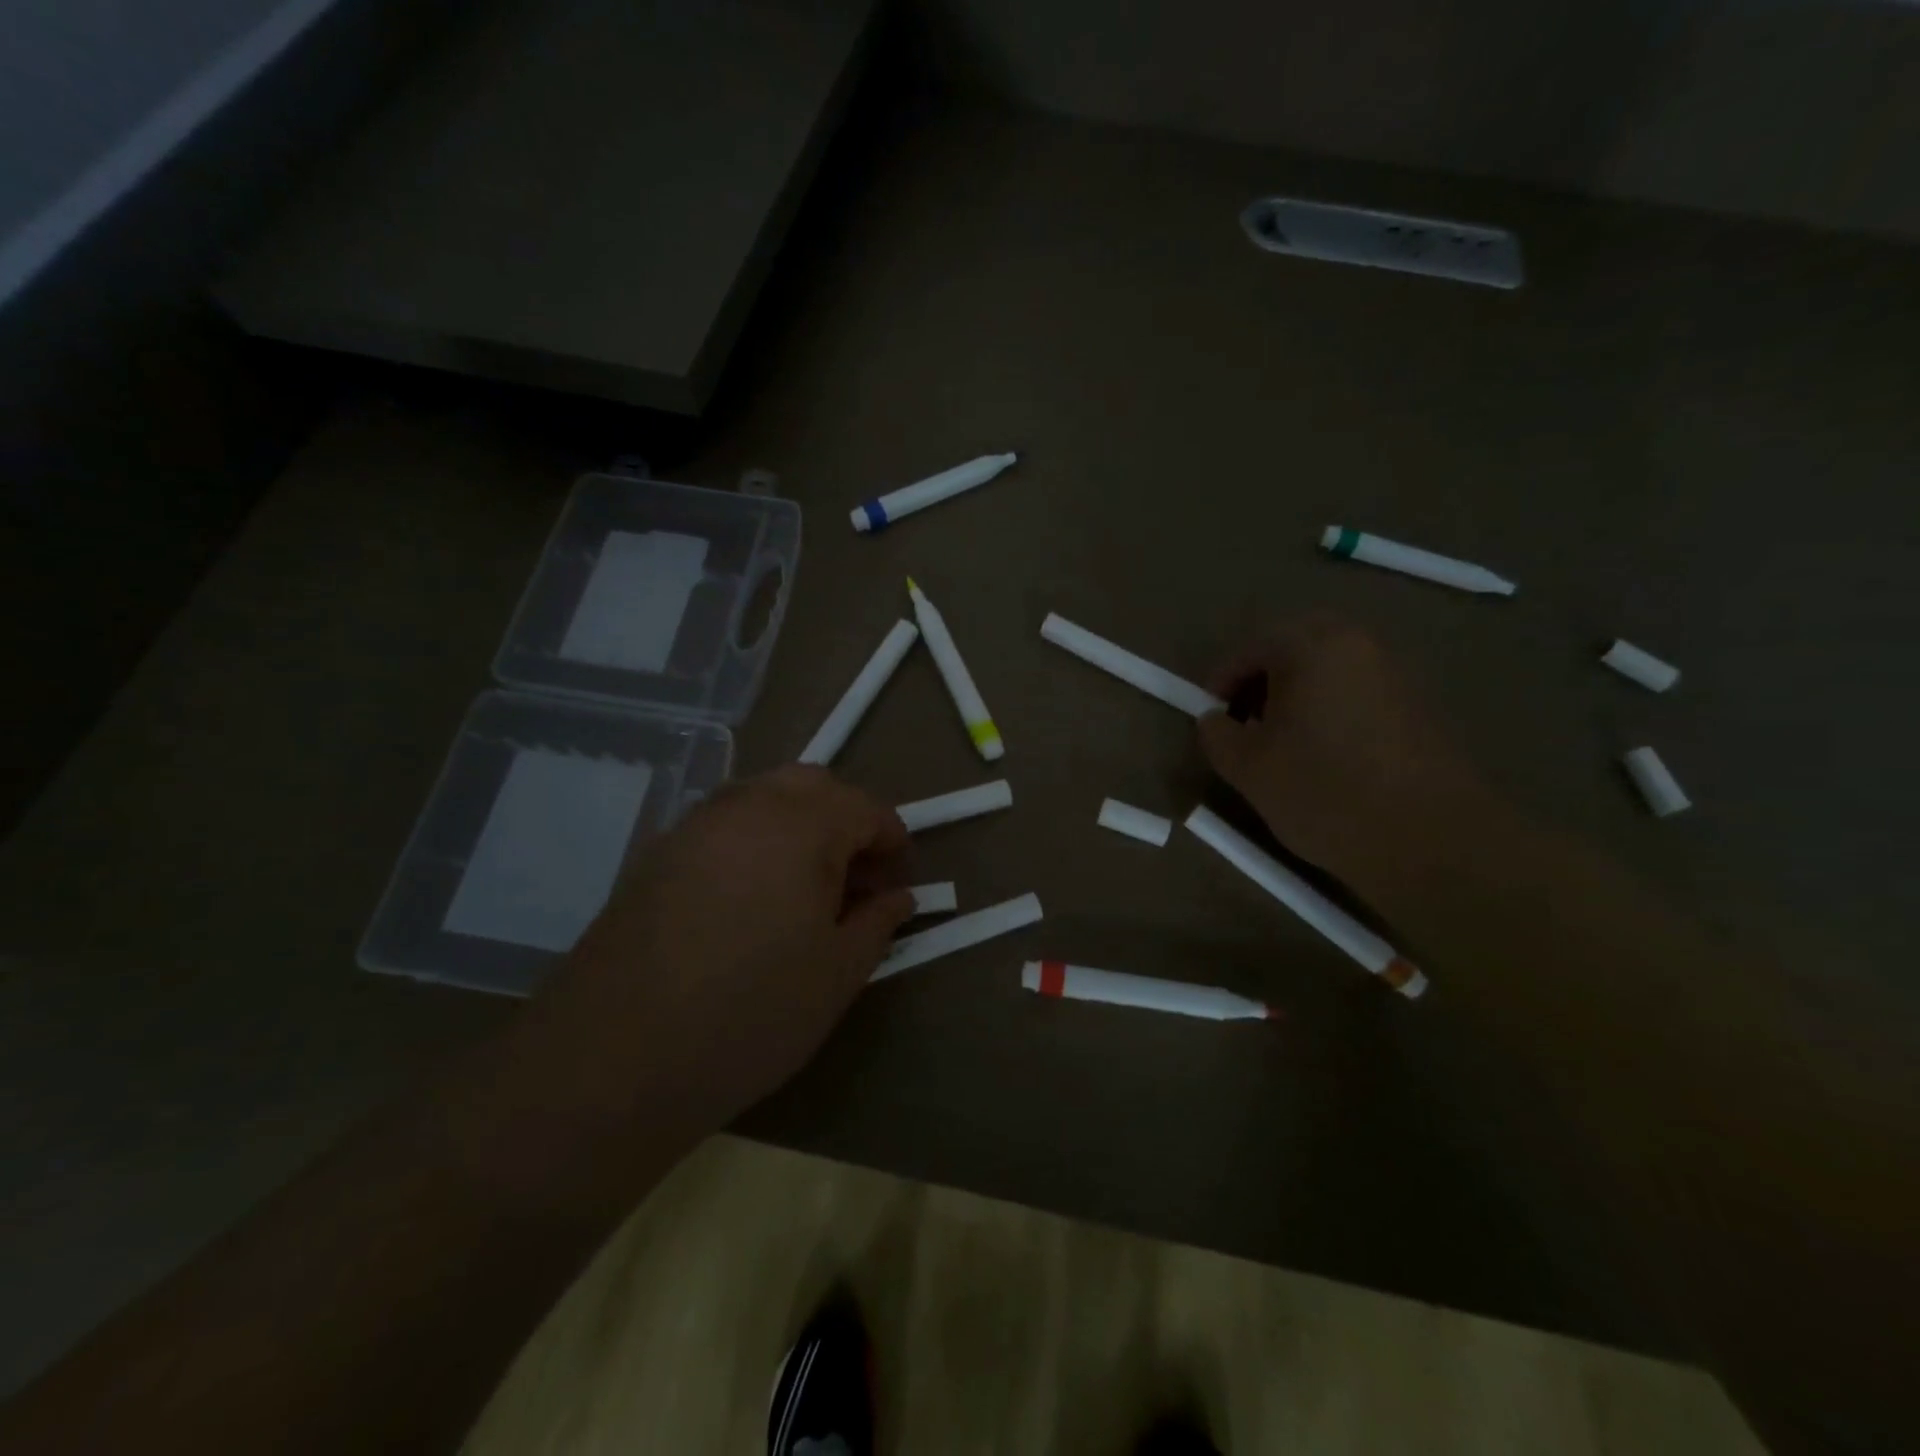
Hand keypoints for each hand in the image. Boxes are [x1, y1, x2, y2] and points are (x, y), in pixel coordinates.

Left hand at [528, 766, 913, 1129]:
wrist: (612, 1059)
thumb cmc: (750, 1014)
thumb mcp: (837, 975)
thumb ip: (877, 923)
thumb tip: (898, 897)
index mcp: (801, 826)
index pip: (865, 807)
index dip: (893, 841)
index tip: (899, 882)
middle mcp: (746, 806)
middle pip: (813, 785)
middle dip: (846, 820)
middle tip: (855, 879)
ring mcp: (694, 826)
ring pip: (763, 797)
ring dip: (798, 824)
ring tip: (805, 888)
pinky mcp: (656, 854)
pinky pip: (723, 824)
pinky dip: (754, 840)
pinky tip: (749, 899)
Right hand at [1197, 615, 1489, 881]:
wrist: (1431, 840)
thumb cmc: (1323, 792)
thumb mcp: (1247, 768)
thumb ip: (1216, 734)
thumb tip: (1214, 719)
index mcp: (1312, 647)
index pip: (1251, 648)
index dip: (1221, 682)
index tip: (1211, 718)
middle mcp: (1358, 645)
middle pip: (1295, 646)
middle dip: (1262, 678)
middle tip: (1246, 719)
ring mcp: (1395, 674)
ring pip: (1330, 668)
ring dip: (1298, 693)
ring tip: (1283, 741)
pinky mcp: (1419, 706)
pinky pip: (1359, 692)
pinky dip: (1332, 708)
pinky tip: (1326, 755)